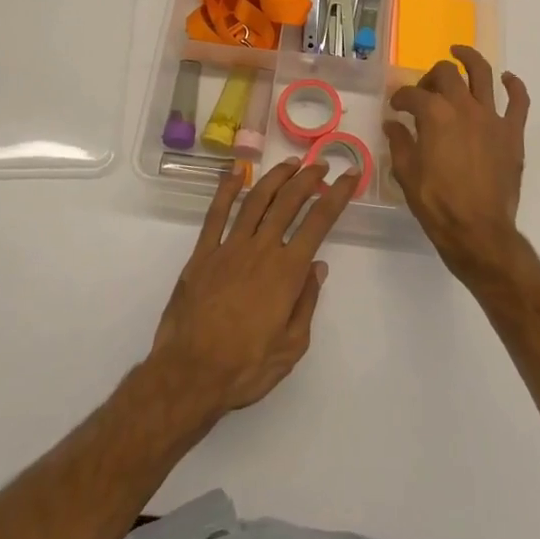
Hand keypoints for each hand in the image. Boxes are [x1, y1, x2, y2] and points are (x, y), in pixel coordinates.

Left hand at [148, 158, 356, 421]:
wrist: (189, 375)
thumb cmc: (246, 367)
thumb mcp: (291, 346)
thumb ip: (306, 303)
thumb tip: (318, 267)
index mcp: (287, 271)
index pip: (319, 222)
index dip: (337, 195)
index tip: (350, 176)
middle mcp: (261, 250)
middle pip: (289, 202)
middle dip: (309, 179)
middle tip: (321, 165)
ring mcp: (228, 248)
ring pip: (256, 200)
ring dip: (276, 177)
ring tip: (291, 164)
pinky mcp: (202, 254)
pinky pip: (215, 214)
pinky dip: (226, 189)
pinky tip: (235, 173)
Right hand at [385, 45, 530, 282]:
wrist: (478, 231)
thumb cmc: (437, 204)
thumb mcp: (406, 174)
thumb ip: (399, 142)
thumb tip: (393, 123)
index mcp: (434, 115)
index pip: (412, 95)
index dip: (401, 98)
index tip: (396, 107)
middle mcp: (463, 107)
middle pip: (446, 74)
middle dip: (430, 76)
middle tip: (424, 89)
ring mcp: (492, 117)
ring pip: (482, 73)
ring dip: (469, 58)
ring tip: (459, 51)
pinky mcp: (512, 132)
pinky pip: (518, 101)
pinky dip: (514, 85)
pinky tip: (507, 79)